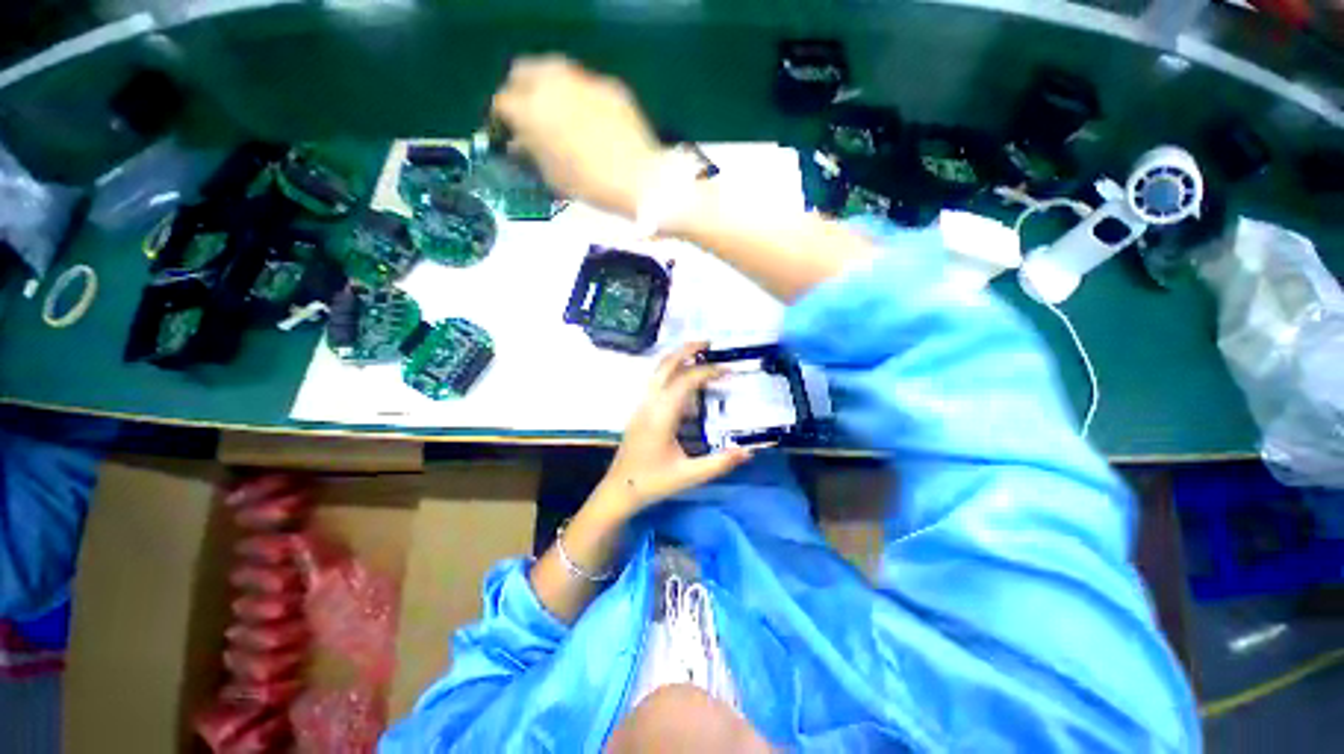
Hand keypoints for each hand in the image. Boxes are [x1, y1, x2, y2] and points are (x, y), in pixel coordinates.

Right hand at [490, 55, 663, 217]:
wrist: (639, 179)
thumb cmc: (591, 185)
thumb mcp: (554, 176)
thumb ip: (531, 153)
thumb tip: (519, 143)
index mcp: (532, 109)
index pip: (503, 102)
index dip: (504, 119)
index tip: (510, 133)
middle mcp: (553, 83)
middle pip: (523, 71)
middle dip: (521, 91)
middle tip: (530, 116)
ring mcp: (583, 80)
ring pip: (554, 70)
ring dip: (549, 88)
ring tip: (559, 115)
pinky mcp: (609, 86)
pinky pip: (585, 85)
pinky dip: (580, 98)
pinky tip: (592, 121)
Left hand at [600, 341, 752, 512]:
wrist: (619, 490)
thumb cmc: (652, 482)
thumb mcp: (689, 475)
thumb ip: (719, 463)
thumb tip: (748, 451)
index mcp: (661, 415)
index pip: (685, 381)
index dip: (708, 372)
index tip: (728, 370)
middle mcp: (649, 403)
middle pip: (666, 365)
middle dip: (686, 350)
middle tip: (708, 342)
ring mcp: (642, 405)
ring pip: (658, 372)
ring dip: (678, 359)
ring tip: (699, 355)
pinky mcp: (640, 411)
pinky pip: (656, 383)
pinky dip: (672, 374)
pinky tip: (687, 387)